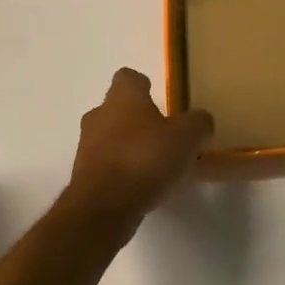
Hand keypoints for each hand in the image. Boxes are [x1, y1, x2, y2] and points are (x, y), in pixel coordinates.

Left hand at [67, 69, 213, 222]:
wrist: (103, 207)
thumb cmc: (145, 158)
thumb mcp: (187, 137)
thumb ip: (198, 123)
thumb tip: (200, 122)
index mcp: (123, 98)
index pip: (128, 77)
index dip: (144, 85)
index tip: (160, 98)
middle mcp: (99, 116)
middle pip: (118, 109)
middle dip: (138, 119)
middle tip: (165, 135)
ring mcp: (87, 147)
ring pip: (111, 138)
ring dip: (130, 147)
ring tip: (158, 166)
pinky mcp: (84, 177)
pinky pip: (108, 166)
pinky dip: (123, 172)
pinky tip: (144, 187)